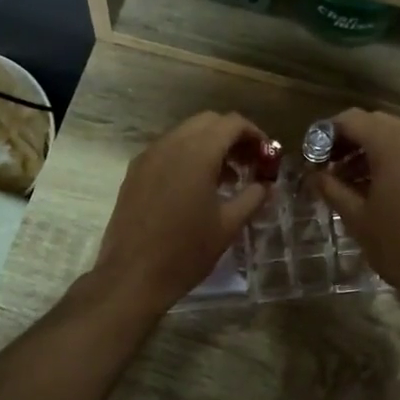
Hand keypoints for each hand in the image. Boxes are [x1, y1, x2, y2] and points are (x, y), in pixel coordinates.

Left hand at [92, 112, 268, 317]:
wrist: (132, 276)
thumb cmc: (185, 252)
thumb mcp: (228, 226)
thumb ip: (253, 197)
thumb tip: (267, 185)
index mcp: (196, 153)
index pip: (231, 123)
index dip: (254, 134)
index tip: (266, 156)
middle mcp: (170, 145)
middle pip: (207, 122)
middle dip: (231, 137)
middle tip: (249, 164)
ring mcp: (148, 157)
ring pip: (185, 134)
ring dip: (209, 146)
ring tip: (227, 179)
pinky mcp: (134, 172)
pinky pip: (167, 150)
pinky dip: (187, 156)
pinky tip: (196, 188)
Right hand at [309, 109, 399, 320]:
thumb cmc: (398, 247)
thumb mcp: (356, 217)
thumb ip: (330, 187)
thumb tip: (312, 174)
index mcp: (393, 145)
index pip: (352, 119)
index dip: (328, 133)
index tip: (314, 154)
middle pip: (377, 123)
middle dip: (351, 139)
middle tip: (331, 166)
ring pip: (399, 134)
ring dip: (374, 148)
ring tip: (355, 179)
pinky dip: (398, 157)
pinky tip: (385, 185)